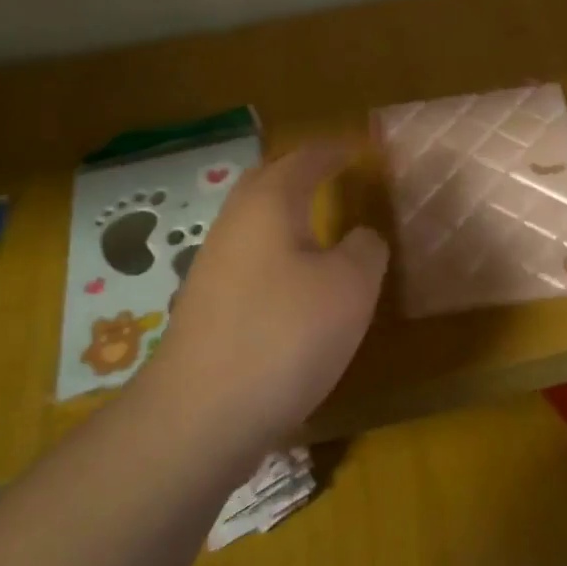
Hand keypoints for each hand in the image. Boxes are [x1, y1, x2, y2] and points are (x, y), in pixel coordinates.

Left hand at [147, 143, 387, 457]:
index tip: (359, 150)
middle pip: (266, 182)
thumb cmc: (284, 335)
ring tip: (319, 228)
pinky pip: (247, 259)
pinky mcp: (206, 305)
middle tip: (333, 177)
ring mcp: (212, 265)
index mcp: (269, 204)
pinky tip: (293, 283)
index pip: (305, 159)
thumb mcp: (350, 288)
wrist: (201, 415)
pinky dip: (275, 254)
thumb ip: (365, 250)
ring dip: (285, 216)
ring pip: (253, 223)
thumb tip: (362, 237)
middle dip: (300, 174)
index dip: (334, 152)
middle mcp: (234, 224)